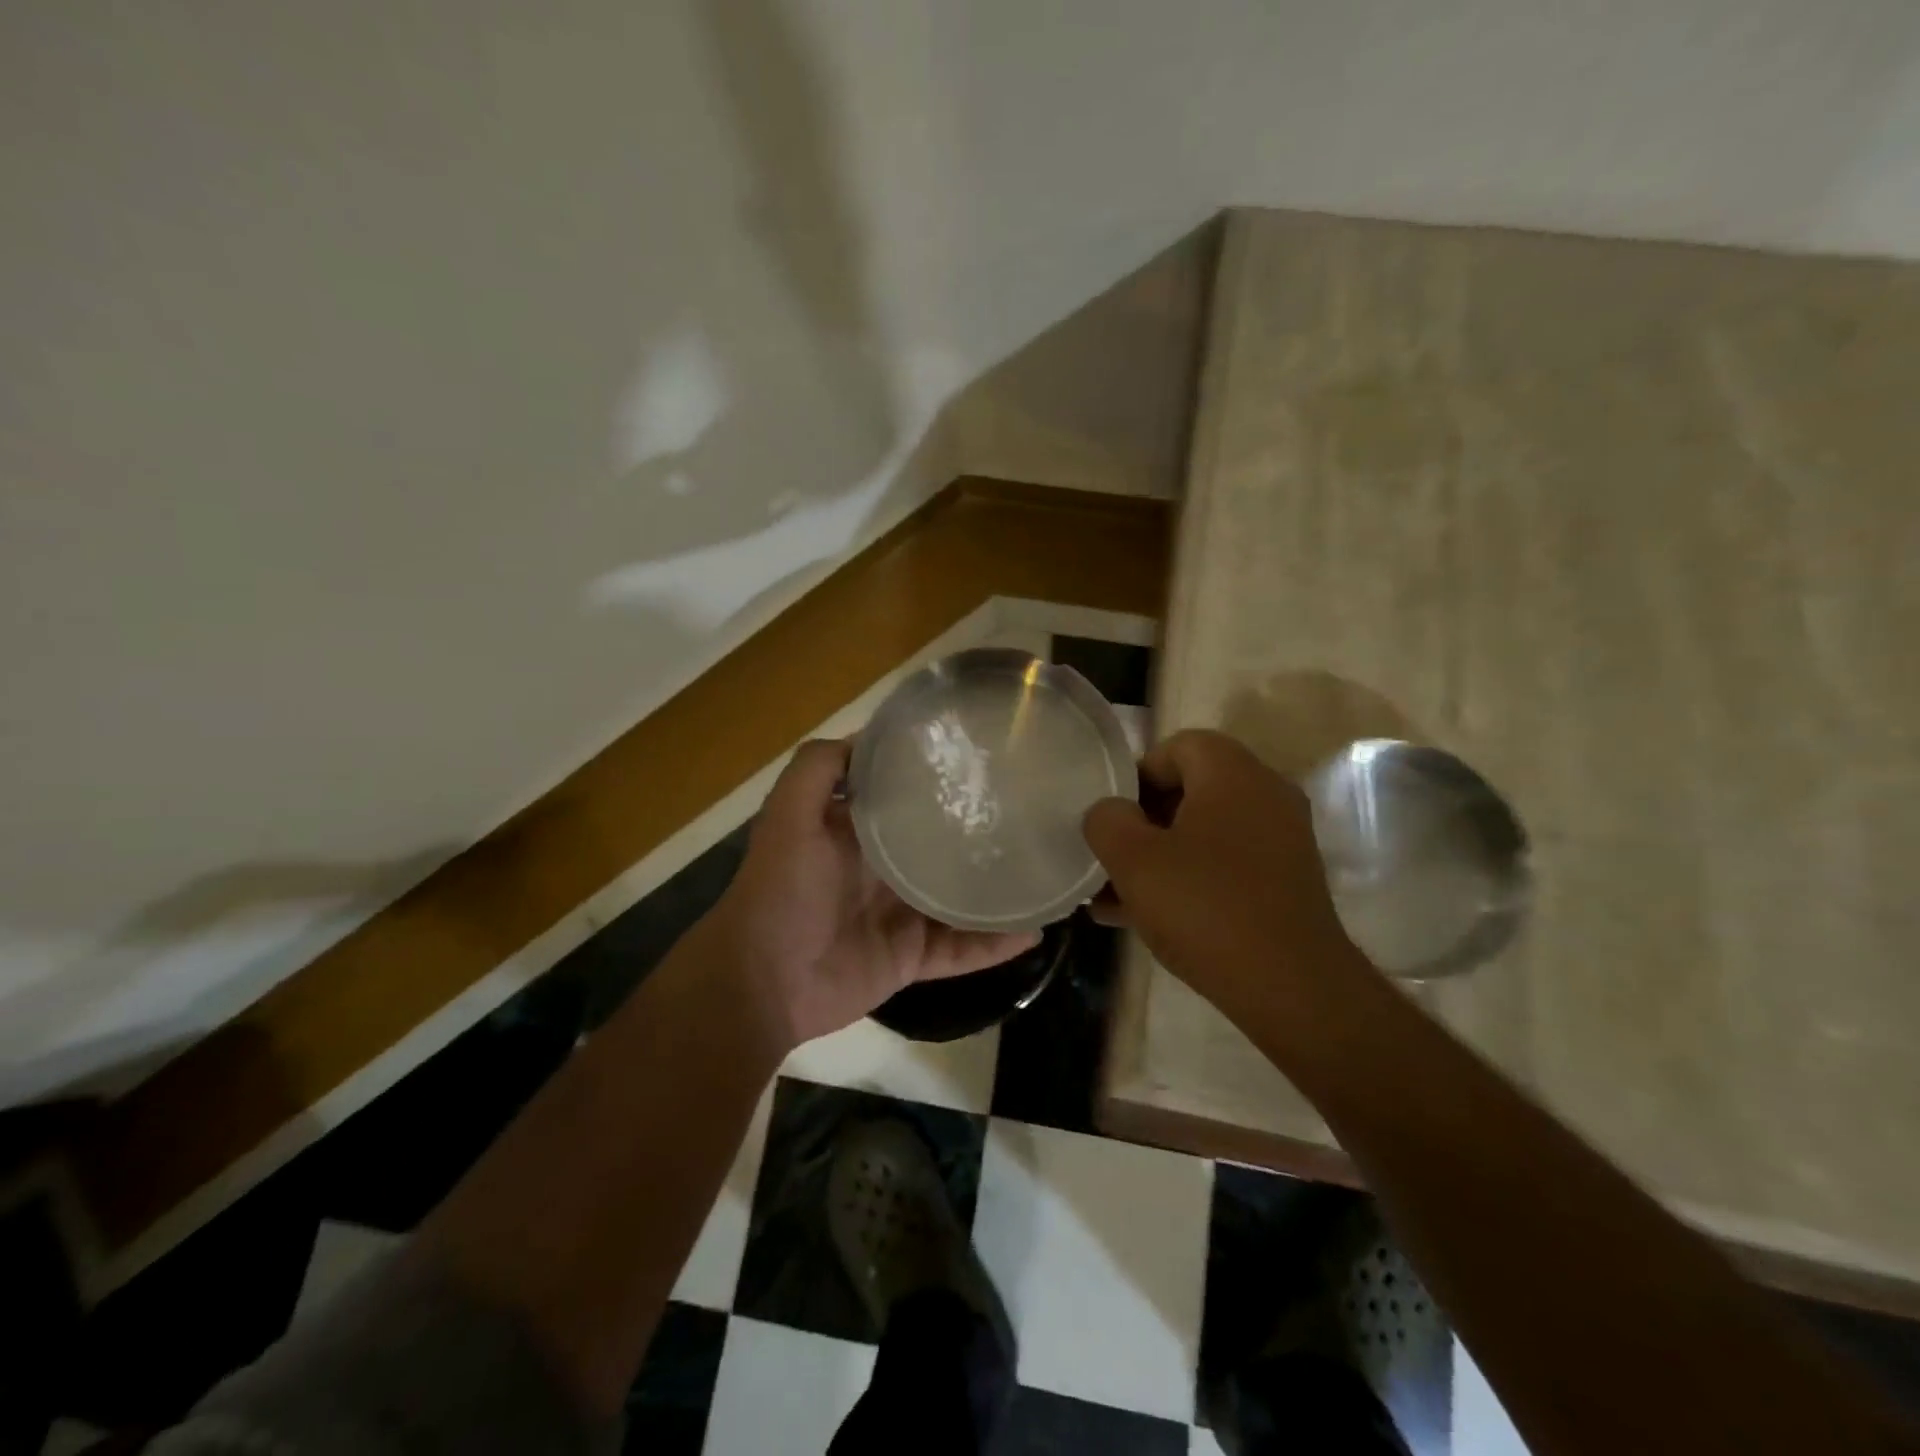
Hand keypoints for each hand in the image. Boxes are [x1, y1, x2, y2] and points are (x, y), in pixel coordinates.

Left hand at [711, 739, 1040, 1049]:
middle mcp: (884, 868)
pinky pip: (961, 949)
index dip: (939, 777)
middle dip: (981, 830)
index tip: (985, 758)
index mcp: (859, 831)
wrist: (762, 983)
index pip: (907, 796)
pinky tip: (1033, 932)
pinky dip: (994, 945)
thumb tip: (871, 734)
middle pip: (942, 845)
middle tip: (1036, 812)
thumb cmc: (779, 891)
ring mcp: (902, 915)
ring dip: (998, 889)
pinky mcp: (912, 957)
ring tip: (1047, 871)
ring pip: (961, 898)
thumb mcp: (788, 816)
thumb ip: (817, 769)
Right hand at [1082, 729, 1366, 1024]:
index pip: (1176, 747)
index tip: (1111, 818)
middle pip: (1189, 790)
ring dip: (1158, 857)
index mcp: (1233, 774)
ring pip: (1202, 833)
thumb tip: (1110, 813)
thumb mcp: (1134, 860)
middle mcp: (1265, 795)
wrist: (1293, 989)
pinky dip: (1187, 879)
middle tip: (1109, 856)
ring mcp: (1280, 841)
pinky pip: (1224, 865)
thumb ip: (1107, 821)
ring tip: (1113, 896)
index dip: (1135, 776)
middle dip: (1141, 822)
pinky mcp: (1284, 882)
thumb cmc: (1206, 908)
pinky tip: (1145, 918)